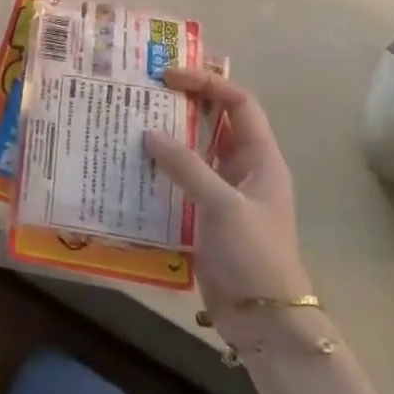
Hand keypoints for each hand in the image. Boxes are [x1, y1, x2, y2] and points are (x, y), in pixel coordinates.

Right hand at [144, 68, 311, 308]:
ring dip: (167, 135)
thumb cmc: (254, 255)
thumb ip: (187, 167)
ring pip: (194, 150)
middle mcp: (243, 168)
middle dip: (184, 102)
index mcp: (261, 158)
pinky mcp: (204, 214)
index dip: (207, 82)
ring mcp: (223, 192)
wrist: (264, 318)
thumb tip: (149, 133)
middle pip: (215, 121)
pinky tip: (130, 165)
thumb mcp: (223, 206)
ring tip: (129, 120)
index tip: (168, 75)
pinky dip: (159, 168)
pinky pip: (180, 179)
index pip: (239, 104)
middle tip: (144, 89)